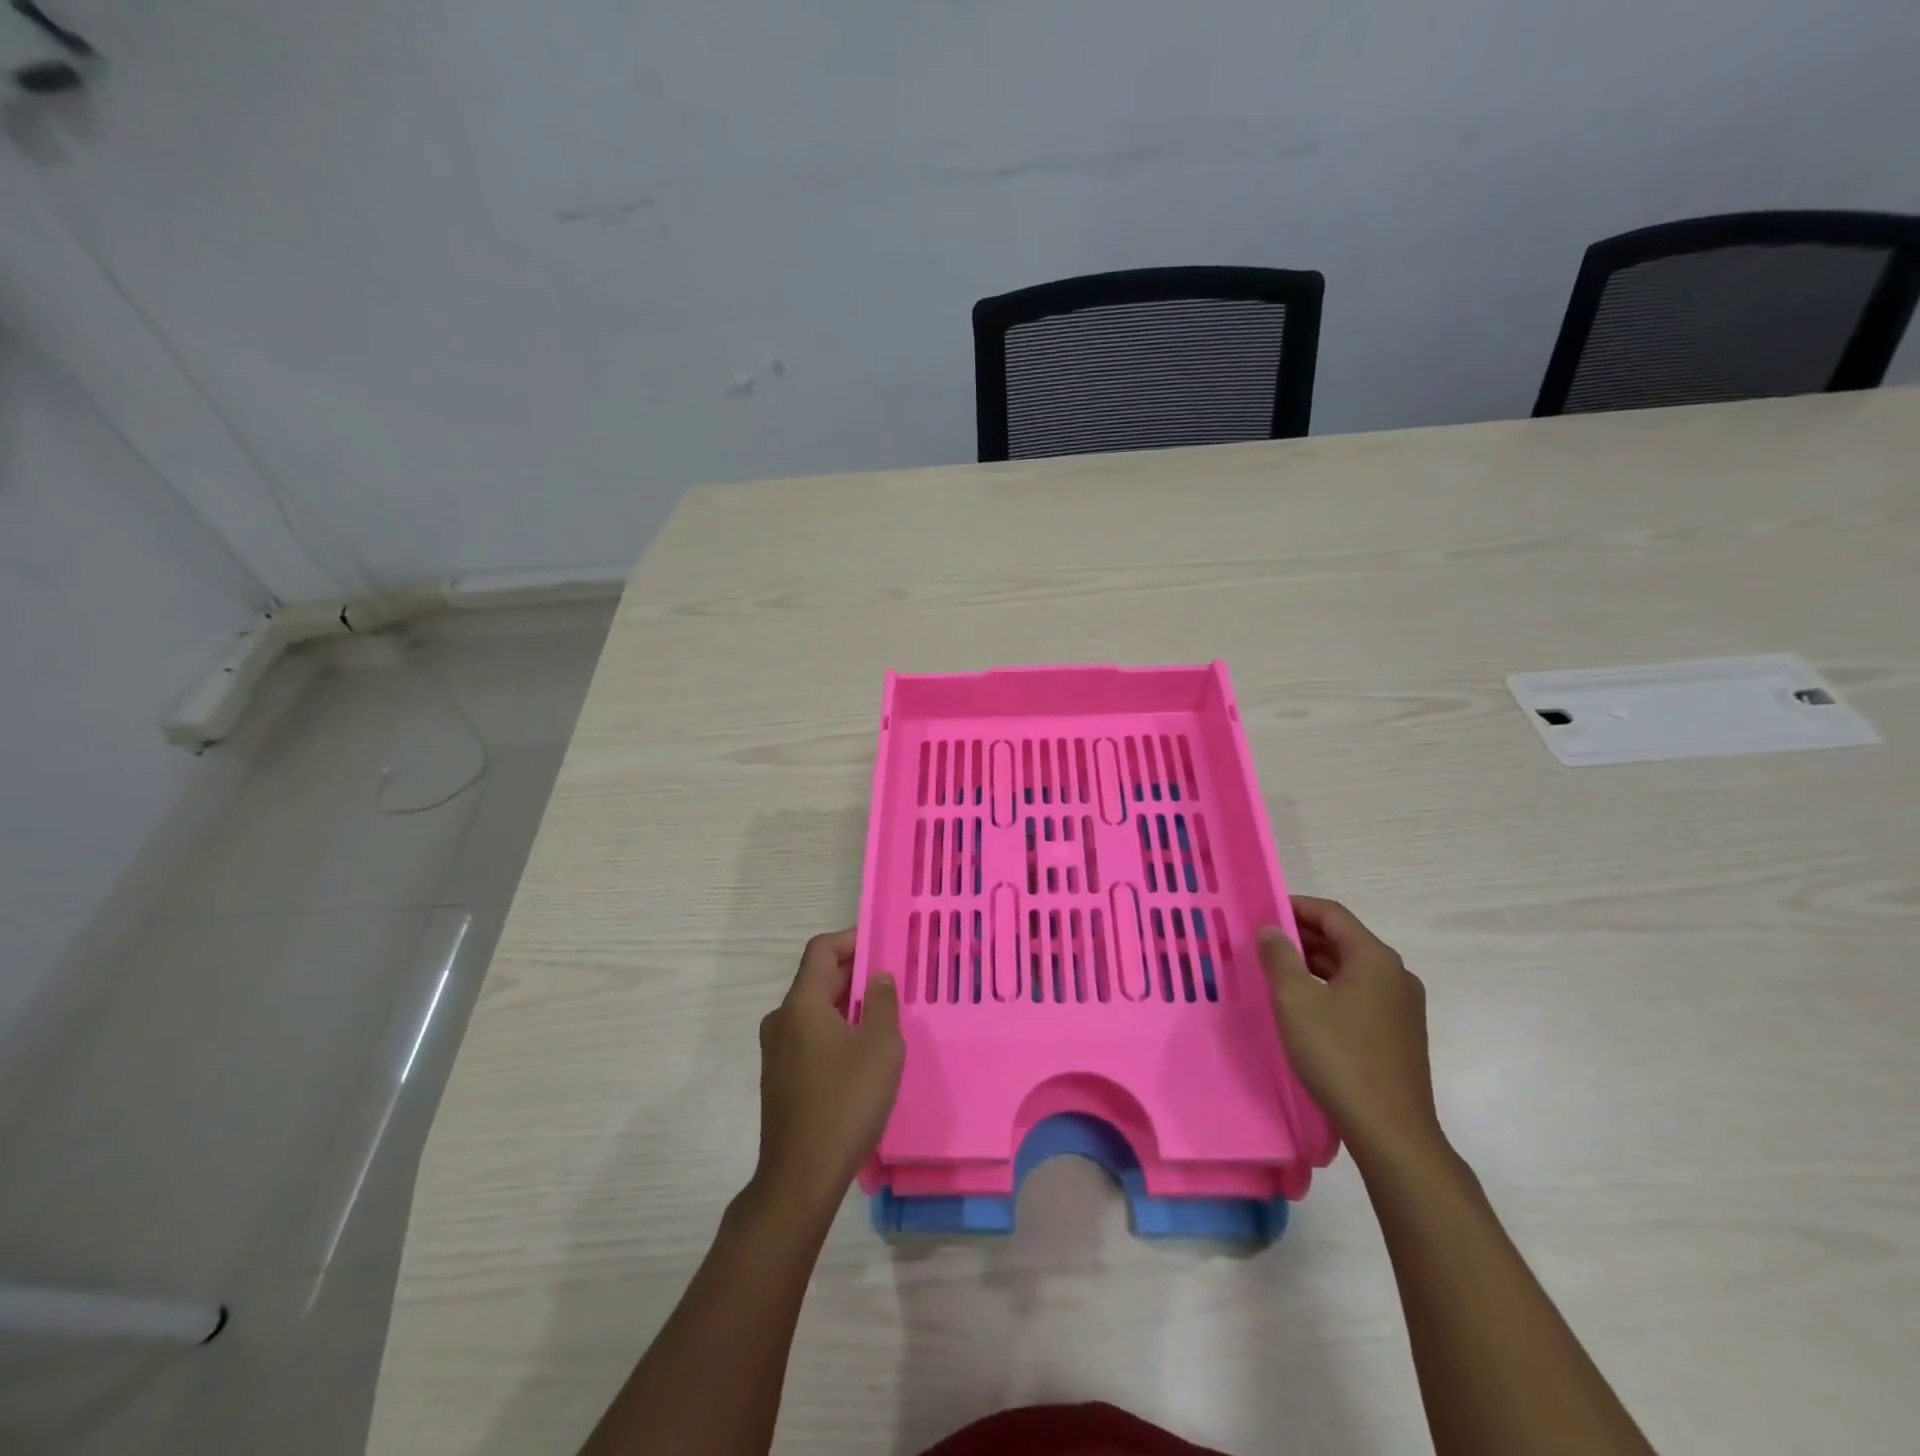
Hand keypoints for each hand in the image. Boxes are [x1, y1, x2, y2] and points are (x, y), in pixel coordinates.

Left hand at [751, 930, 903, 1220]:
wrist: (800, 1177)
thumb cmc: (845, 1102)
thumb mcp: (879, 1046)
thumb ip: (881, 1002)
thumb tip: (877, 976)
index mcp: (801, 1004)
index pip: (821, 950)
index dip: (851, 939)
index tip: (883, 945)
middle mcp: (782, 1019)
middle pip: (818, 978)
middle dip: (855, 973)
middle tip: (892, 981)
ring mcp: (777, 1050)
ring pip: (815, 1009)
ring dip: (847, 1004)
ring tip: (883, 1016)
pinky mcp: (781, 1077)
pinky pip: (811, 1036)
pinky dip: (836, 1029)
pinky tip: (862, 1052)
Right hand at [1258, 898, 1442, 1164]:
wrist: (1391, 1131)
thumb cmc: (1338, 1056)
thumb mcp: (1295, 1001)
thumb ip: (1279, 958)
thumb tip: (1271, 930)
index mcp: (1375, 959)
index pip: (1332, 914)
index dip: (1295, 906)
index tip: (1262, 911)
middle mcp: (1396, 975)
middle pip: (1343, 940)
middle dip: (1302, 936)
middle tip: (1262, 942)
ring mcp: (1402, 1007)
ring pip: (1350, 969)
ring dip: (1313, 964)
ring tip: (1276, 971)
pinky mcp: (1399, 1033)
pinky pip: (1359, 994)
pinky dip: (1329, 988)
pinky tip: (1304, 1005)